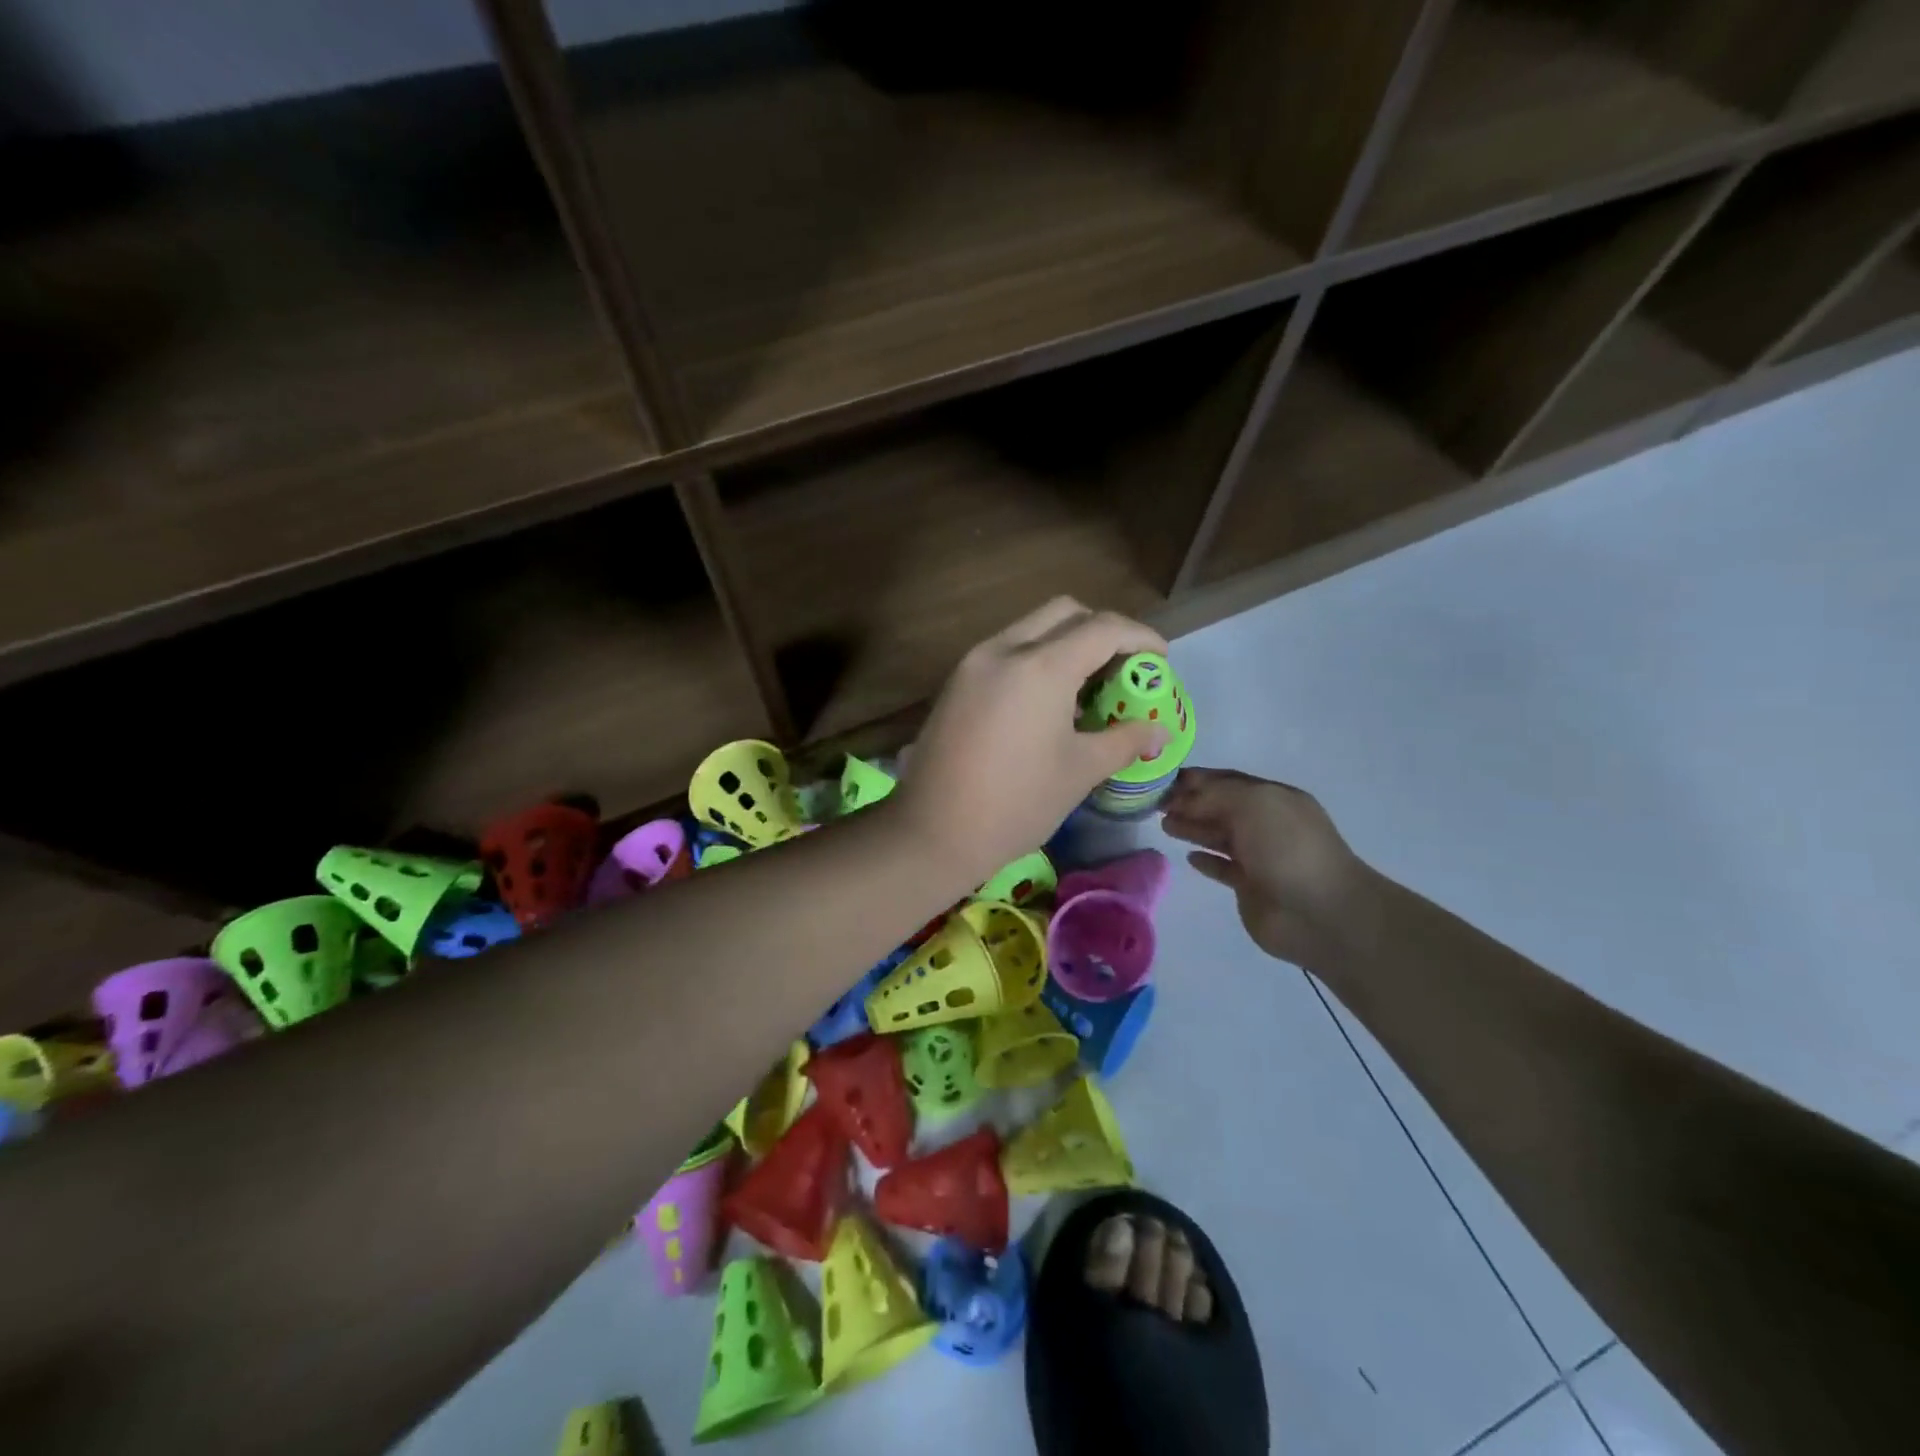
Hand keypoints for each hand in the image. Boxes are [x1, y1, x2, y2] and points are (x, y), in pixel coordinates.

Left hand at [895, 598, 1169, 890]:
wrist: (933, 831)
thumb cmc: (1016, 803)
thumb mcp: (1080, 771)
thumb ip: (1124, 740)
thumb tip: (1159, 732)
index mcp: (1041, 667)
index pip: (1103, 627)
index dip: (1141, 637)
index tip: (1160, 660)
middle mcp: (1004, 649)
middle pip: (1064, 612)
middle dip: (1101, 630)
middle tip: (1121, 670)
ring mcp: (973, 662)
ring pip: (1030, 628)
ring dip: (1065, 644)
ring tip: (1085, 690)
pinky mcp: (955, 682)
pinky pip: (1005, 651)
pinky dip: (1035, 660)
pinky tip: (1046, 703)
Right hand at [1161, 768, 1376, 970]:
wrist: (1319, 912)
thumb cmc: (1287, 847)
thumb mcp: (1252, 803)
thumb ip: (1214, 795)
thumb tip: (1183, 799)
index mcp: (1273, 797)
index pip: (1228, 780)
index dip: (1196, 779)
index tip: (1162, 780)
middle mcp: (1267, 823)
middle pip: (1221, 807)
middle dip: (1189, 803)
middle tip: (1155, 804)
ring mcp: (1260, 856)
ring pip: (1219, 836)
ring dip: (1193, 828)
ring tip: (1165, 826)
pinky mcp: (1251, 887)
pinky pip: (1223, 868)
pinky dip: (1206, 861)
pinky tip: (1189, 857)